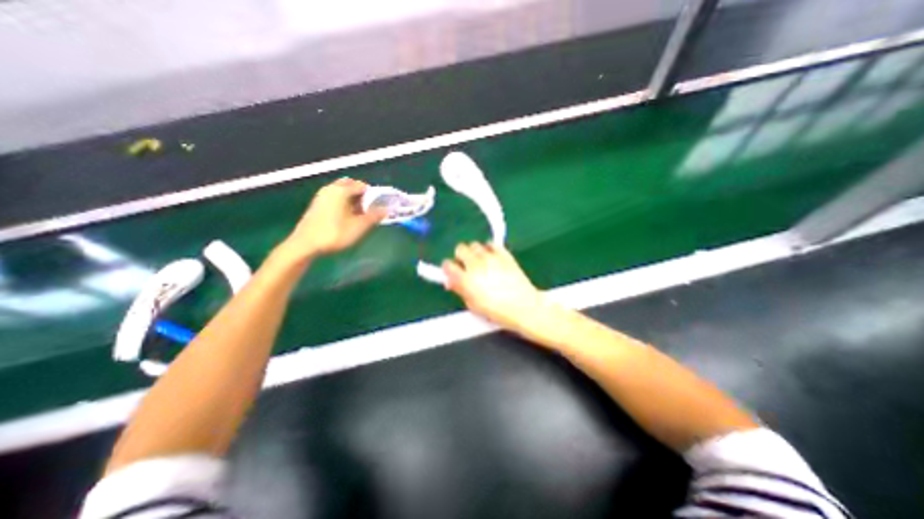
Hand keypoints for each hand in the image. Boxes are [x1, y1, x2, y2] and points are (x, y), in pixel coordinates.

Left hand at [279, 176, 383, 258]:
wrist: (305, 245)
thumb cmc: (334, 234)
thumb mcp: (359, 227)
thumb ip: (374, 217)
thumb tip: (386, 210)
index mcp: (341, 190)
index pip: (362, 186)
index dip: (373, 195)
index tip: (379, 206)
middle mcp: (330, 189)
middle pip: (351, 186)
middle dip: (363, 195)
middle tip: (370, 208)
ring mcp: (322, 196)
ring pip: (342, 192)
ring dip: (353, 199)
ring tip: (361, 214)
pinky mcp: (317, 204)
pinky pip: (335, 198)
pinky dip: (344, 203)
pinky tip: (348, 217)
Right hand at [442, 243, 545, 332]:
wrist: (525, 307)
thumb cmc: (498, 311)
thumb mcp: (474, 305)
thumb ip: (460, 290)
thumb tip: (451, 281)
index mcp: (466, 280)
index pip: (448, 265)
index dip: (448, 268)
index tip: (451, 271)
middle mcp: (476, 265)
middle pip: (460, 248)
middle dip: (460, 256)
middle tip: (465, 265)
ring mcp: (491, 257)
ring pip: (475, 244)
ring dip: (474, 252)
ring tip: (479, 261)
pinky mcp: (504, 254)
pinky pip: (492, 244)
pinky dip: (489, 248)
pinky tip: (491, 257)